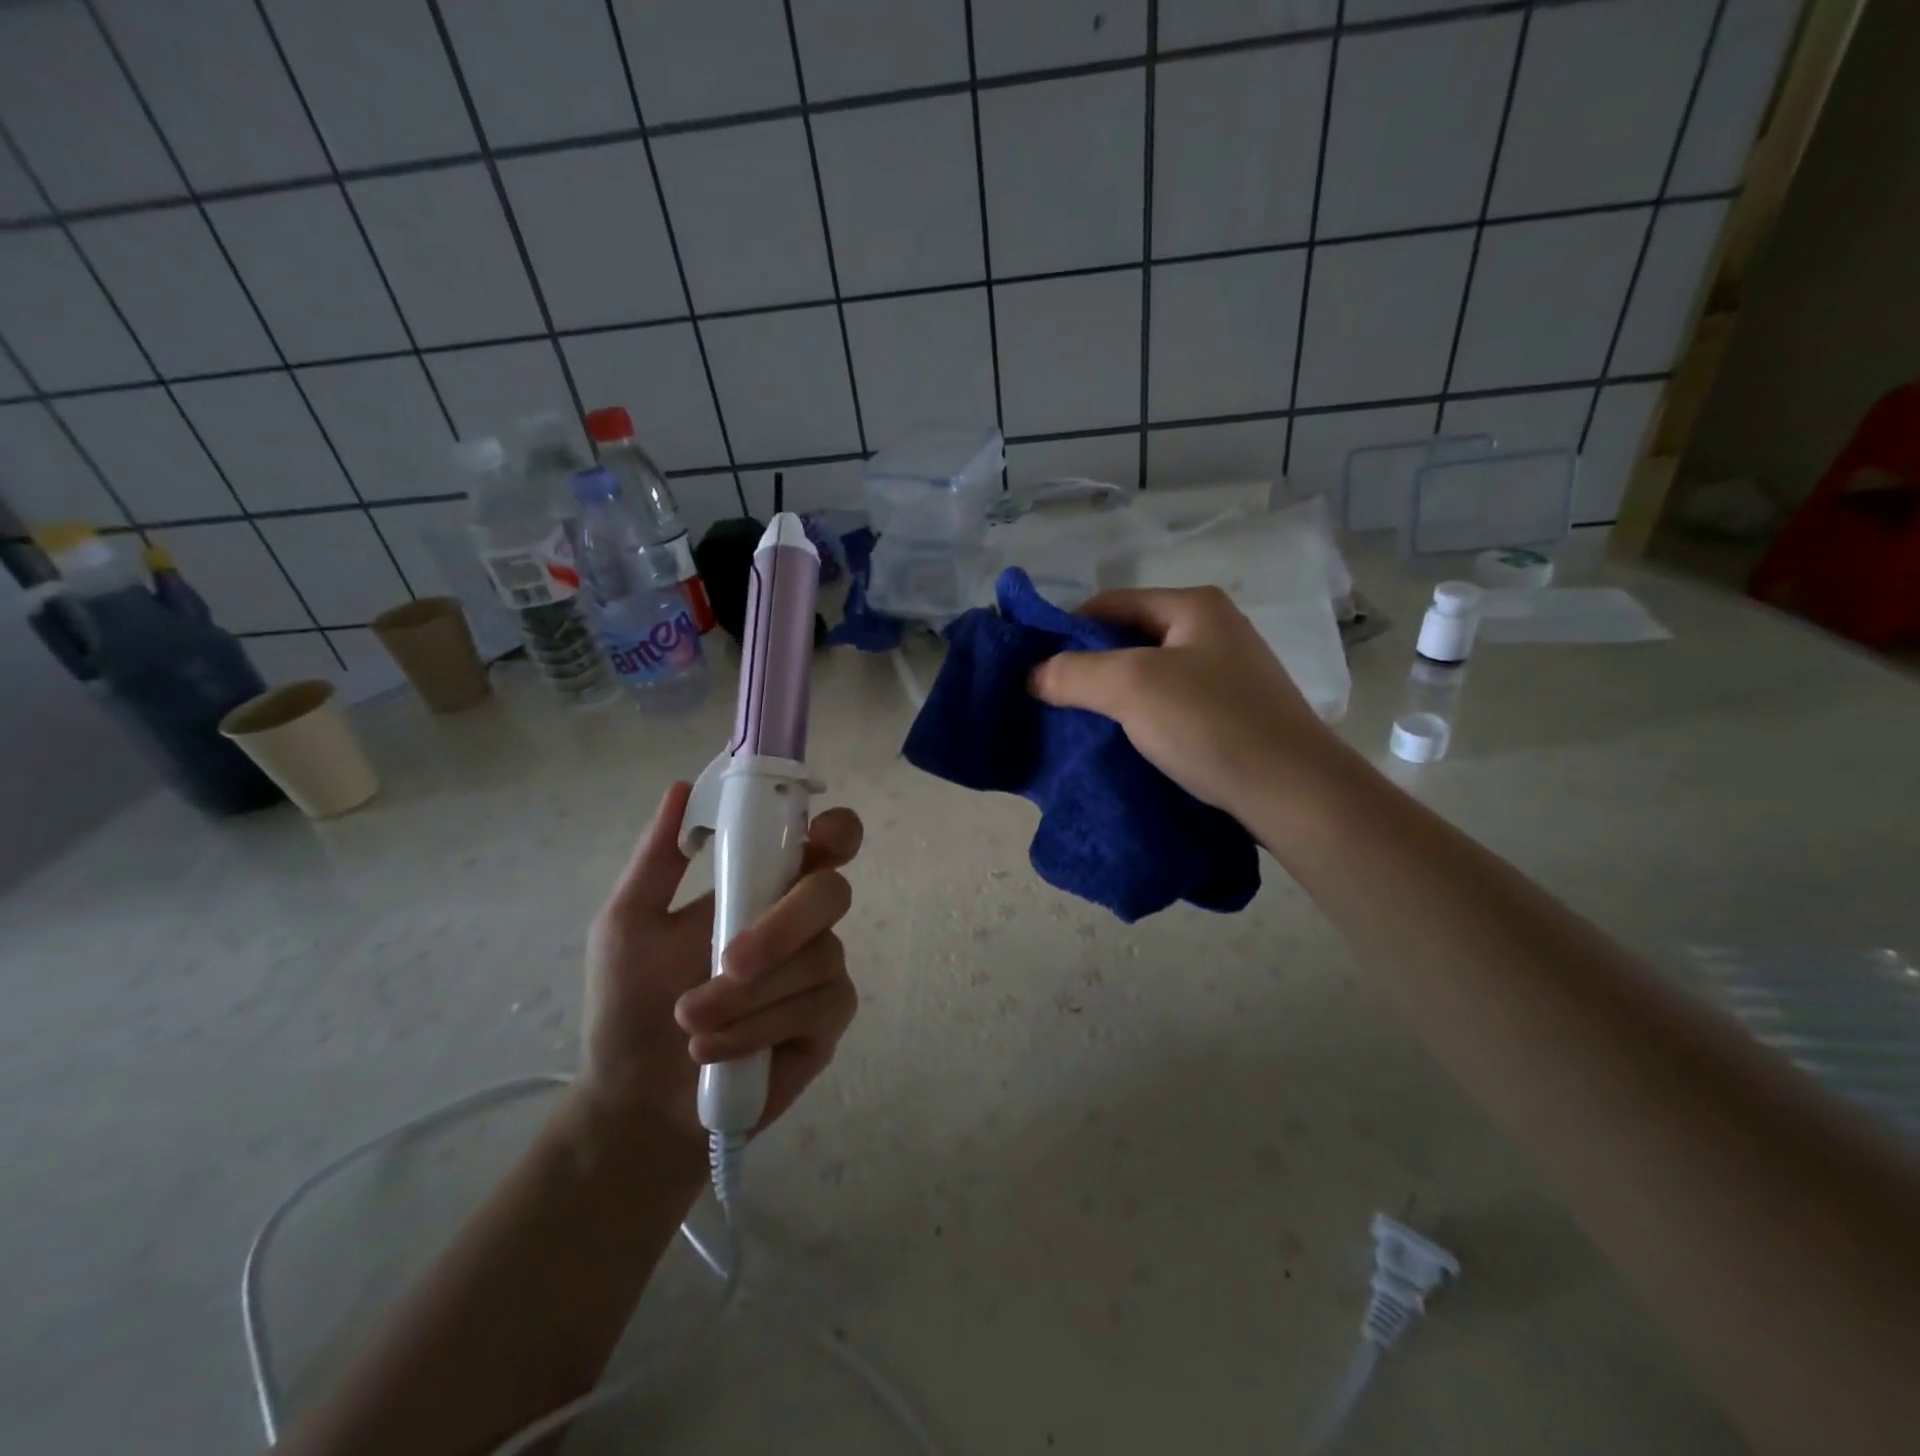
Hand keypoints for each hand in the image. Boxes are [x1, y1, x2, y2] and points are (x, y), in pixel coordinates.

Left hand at [579, 781, 862, 1143]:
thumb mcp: (628, 923)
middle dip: (779, 928)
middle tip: (726, 963)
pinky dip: (758, 1028)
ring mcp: (822, 971)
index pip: (826, 842)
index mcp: (766, 886)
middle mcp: (804, 921)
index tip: (815, 839)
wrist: (636, 1100)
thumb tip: (681, 787)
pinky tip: (715, 1050)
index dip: (835, 831)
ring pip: (818, 958)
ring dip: (747, 996)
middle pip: (831, 893)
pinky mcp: (828, 1021)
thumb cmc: (631, 1004)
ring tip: (691, 1025)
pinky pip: (815, 1007)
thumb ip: (658, 858)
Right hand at [1028, 586, 1348, 818]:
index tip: (1035, 669)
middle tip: (1052, 701)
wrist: (1294, 793)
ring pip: (1148, 676)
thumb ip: (1074, 673)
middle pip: (1129, 639)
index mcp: (1194, 607)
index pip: (1110, 603)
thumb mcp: (1132, 687)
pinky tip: (1121, 745)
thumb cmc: (1212, 724)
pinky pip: (1170, 706)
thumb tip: (1032, 675)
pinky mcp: (1231, 715)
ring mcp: (1227, 674)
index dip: (1066, 630)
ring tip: (1079, 727)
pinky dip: (1140, 720)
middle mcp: (1213, 630)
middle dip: (1088, 668)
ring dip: (1112, 698)